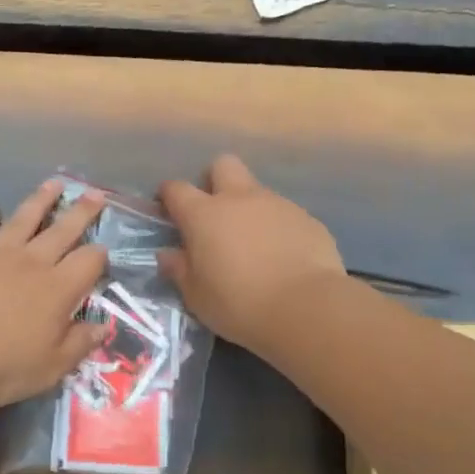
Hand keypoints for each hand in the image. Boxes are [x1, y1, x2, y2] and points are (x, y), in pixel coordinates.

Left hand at [0, 180, 110, 407]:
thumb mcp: (50, 368)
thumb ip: (79, 344)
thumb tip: (103, 326)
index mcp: (57, 289)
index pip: (88, 262)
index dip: (99, 255)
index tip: (103, 252)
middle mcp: (30, 261)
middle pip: (62, 230)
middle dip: (81, 212)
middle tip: (95, 194)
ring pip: (23, 218)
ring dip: (41, 200)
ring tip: (55, 183)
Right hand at [159, 154, 345, 351]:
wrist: (306, 308)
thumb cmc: (239, 303)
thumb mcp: (196, 296)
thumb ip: (179, 270)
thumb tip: (167, 254)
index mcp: (204, 215)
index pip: (176, 188)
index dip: (168, 195)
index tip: (167, 210)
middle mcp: (239, 199)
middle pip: (223, 165)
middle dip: (214, 180)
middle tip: (214, 213)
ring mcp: (277, 205)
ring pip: (257, 191)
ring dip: (249, 209)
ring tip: (253, 246)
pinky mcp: (307, 219)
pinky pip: (285, 214)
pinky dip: (277, 228)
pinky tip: (283, 257)